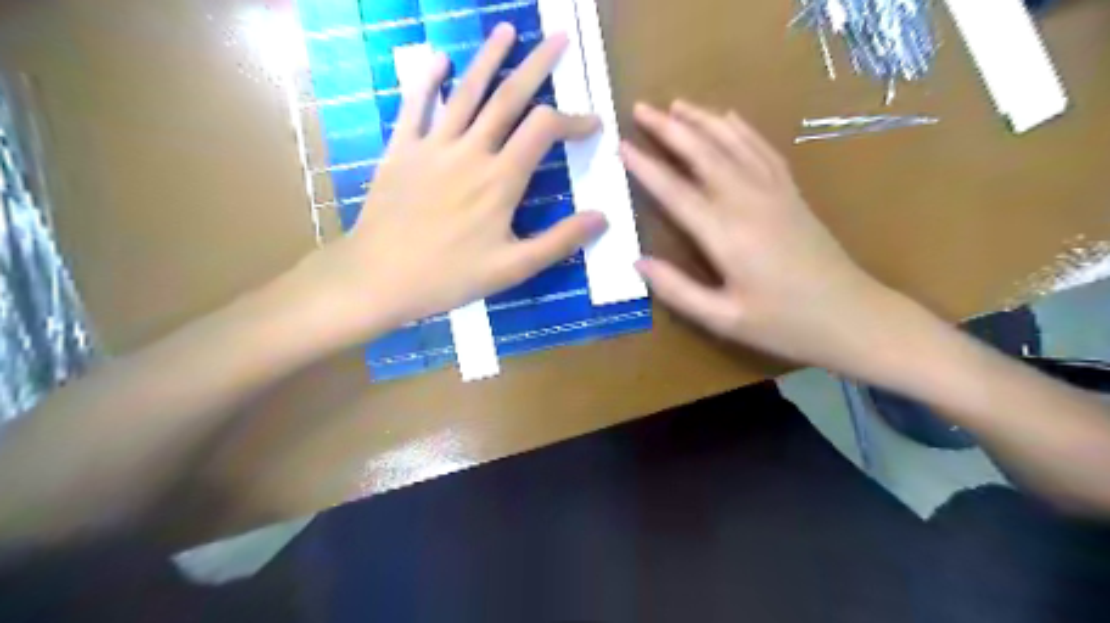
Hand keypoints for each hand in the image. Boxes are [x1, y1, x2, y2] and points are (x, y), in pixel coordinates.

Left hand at [309, 25, 605, 337]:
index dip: (573, 120)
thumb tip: (602, 217)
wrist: (379, 277)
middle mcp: (470, 151)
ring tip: (507, 30)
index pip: (544, 130)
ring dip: (488, 58)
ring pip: (466, 92)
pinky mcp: (401, 149)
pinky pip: (415, 105)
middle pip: (509, 97)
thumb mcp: (513, 269)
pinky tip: (439, 58)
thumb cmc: (449, 276)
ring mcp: (432, 146)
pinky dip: (427, 79)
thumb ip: (559, 242)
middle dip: (537, 66)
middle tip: (558, 39)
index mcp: (500, 180)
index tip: (592, 123)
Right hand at [621, 103, 904, 374]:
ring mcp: (774, 192)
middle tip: (640, 107)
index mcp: (725, 235)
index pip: (675, 191)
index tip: (620, 144)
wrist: (852, 317)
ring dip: (703, 120)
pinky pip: (763, 150)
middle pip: (703, 154)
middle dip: (669, 129)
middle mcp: (747, 202)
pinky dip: (742, 130)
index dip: (645, 167)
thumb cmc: (783, 324)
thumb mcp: (724, 319)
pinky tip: (728, 118)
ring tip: (676, 104)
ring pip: (733, 144)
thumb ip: (678, 290)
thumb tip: (637, 262)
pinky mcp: (791, 193)